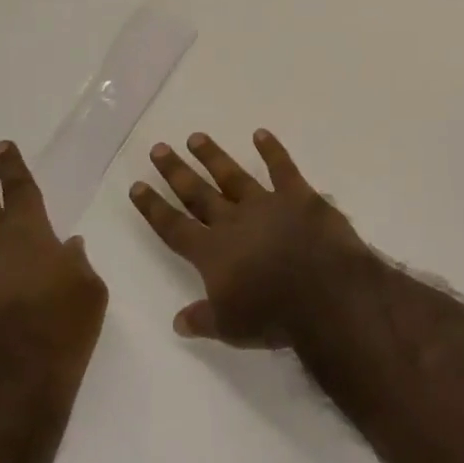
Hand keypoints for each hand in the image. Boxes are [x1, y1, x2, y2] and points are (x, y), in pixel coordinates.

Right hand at [129, 129, 370, 346]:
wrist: (325, 293)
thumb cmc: (275, 316)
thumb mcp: (232, 329)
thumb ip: (203, 320)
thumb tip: (177, 321)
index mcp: (212, 253)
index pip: (174, 227)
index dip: (154, 207)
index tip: (137, 185)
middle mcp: (234, 222)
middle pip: (198, 193)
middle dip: (176, 172)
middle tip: (159, 148)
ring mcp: (266, 204)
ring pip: (233, 175)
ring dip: (213, 156)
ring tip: (196, 137)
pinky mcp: (299, 196)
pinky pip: (282, 167)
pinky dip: (272, 150)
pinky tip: (261, 134)